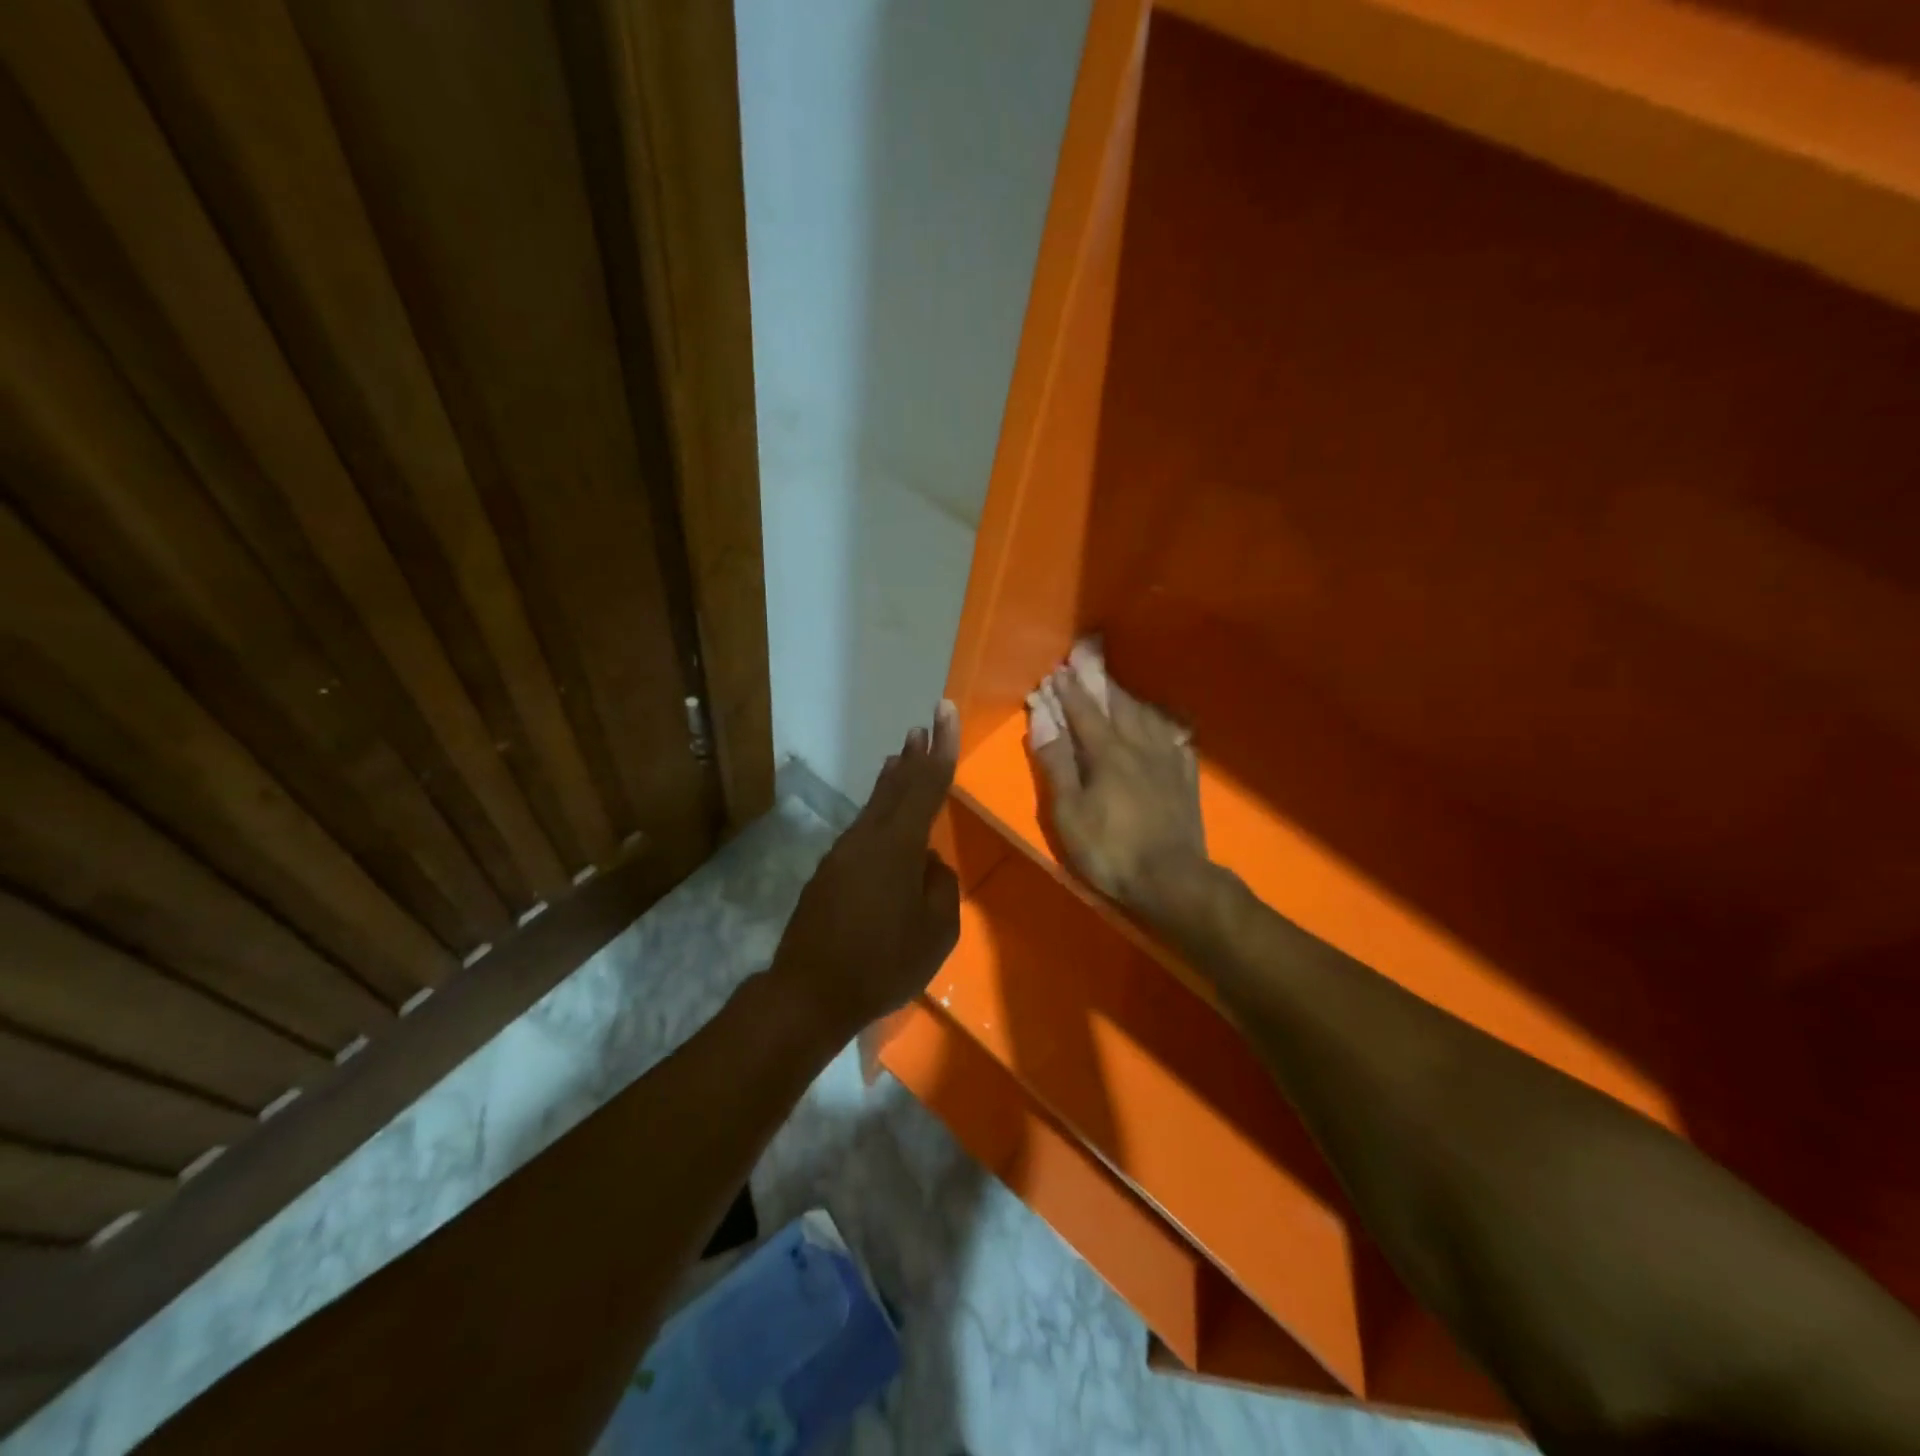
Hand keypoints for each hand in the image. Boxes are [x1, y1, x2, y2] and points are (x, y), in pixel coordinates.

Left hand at [768, 702, 961, 1043]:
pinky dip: (877, 814)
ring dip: (891, 783)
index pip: (926, 785)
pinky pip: (861, 832)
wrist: (809, 992)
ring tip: (901, 760)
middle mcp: (867, 839)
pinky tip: (883, 822)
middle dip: (912, 756)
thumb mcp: (936, 932)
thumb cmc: (882, 964)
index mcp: (898, 846)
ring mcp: (842, 854)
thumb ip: (940, 887)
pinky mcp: (827, 874)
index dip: (941, 747)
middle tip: (922, 728)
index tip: (944, 710)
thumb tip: (928, 865)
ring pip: (874, 808)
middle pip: (895, 787)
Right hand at [1030, 653, 1208, 927]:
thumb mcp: (1069, 813)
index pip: (1083, 712)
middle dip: (1100, 682)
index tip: (1056, 670)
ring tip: (1118, 689)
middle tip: (1088, 662)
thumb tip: (1042, 722)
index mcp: (1107, 753)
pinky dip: (1162, 725)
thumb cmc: (1111, 850)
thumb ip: (1056, 765)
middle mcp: (1139, 746)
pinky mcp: (1186, 778)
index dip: (1068, 690)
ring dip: (1128, 698)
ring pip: (1147, 717)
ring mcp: (1168, 760)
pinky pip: (1175, 739)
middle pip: (1118, 705)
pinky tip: (1162, 726)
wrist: (1172, 879)